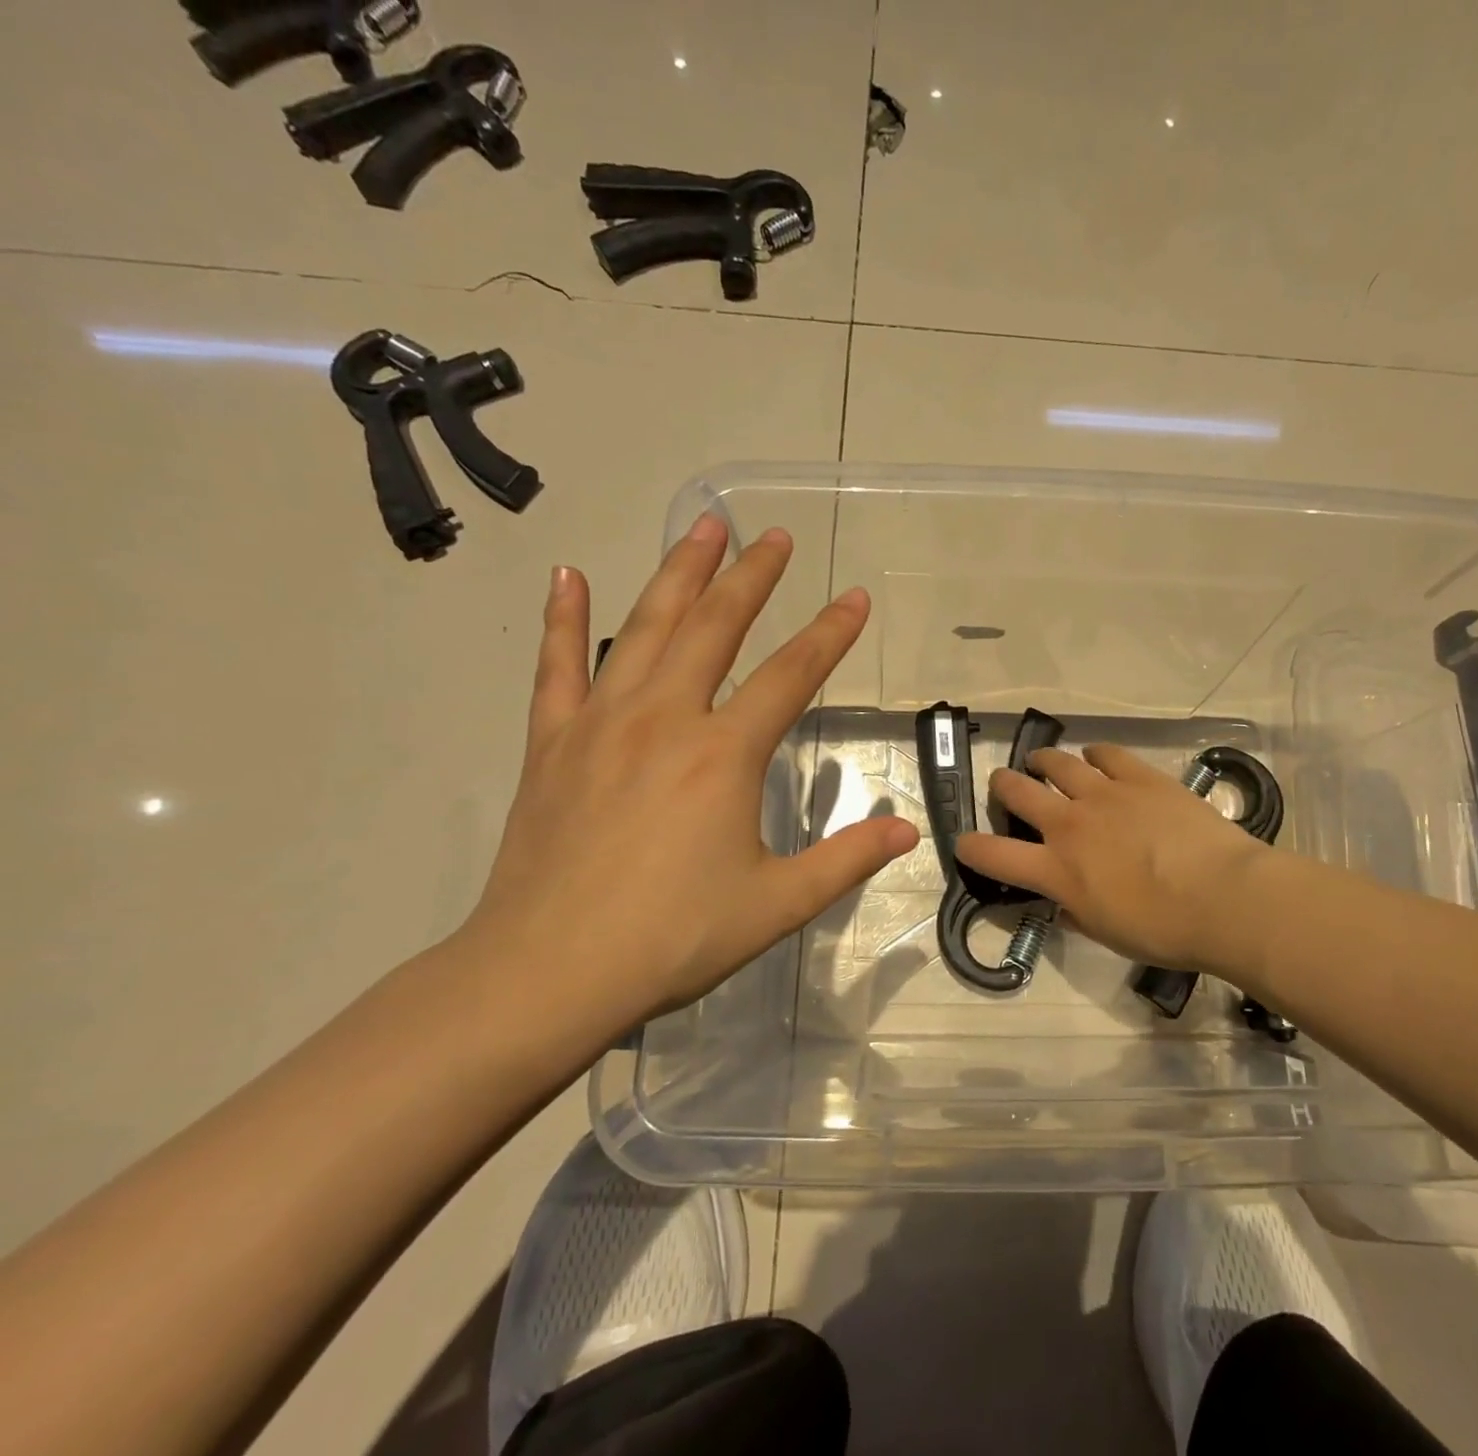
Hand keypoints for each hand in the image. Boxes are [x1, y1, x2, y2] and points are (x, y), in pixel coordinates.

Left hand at [456, 516, 918, 1057]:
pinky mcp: (551, 743)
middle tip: (773, 536)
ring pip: (644, 627)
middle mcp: (664, 719)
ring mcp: (601, 724)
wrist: (546, 974)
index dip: (830, 633)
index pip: (791, 675)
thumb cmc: (672, 938)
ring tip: (702, 528)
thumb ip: (846, 860)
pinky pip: (556, 667)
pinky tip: (567, 576)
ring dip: (678, 573)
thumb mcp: (777, 904)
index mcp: (723, 754)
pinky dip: (562, 619)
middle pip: (715, 628)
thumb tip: (906, 830)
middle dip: (751, 577)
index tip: (855, 597)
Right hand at [954, 745, 1276, 979]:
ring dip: (1042, 761)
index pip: (994, 855)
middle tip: (1005, 785)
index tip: (964, 843)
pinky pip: (1107, 754)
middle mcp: (1070, 825)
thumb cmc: (1165, 931)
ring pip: (1056, 763)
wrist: (1224, 898)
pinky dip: (1094, 754)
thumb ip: (1076, 913)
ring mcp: (1104, 795)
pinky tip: (1095, 757)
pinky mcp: (1140, 777)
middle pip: (1017, 792)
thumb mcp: (1107, 933)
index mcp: (1057, 871)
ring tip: (1040, 762)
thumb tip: (1066, 903)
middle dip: (1003, 786)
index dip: (972, 848)